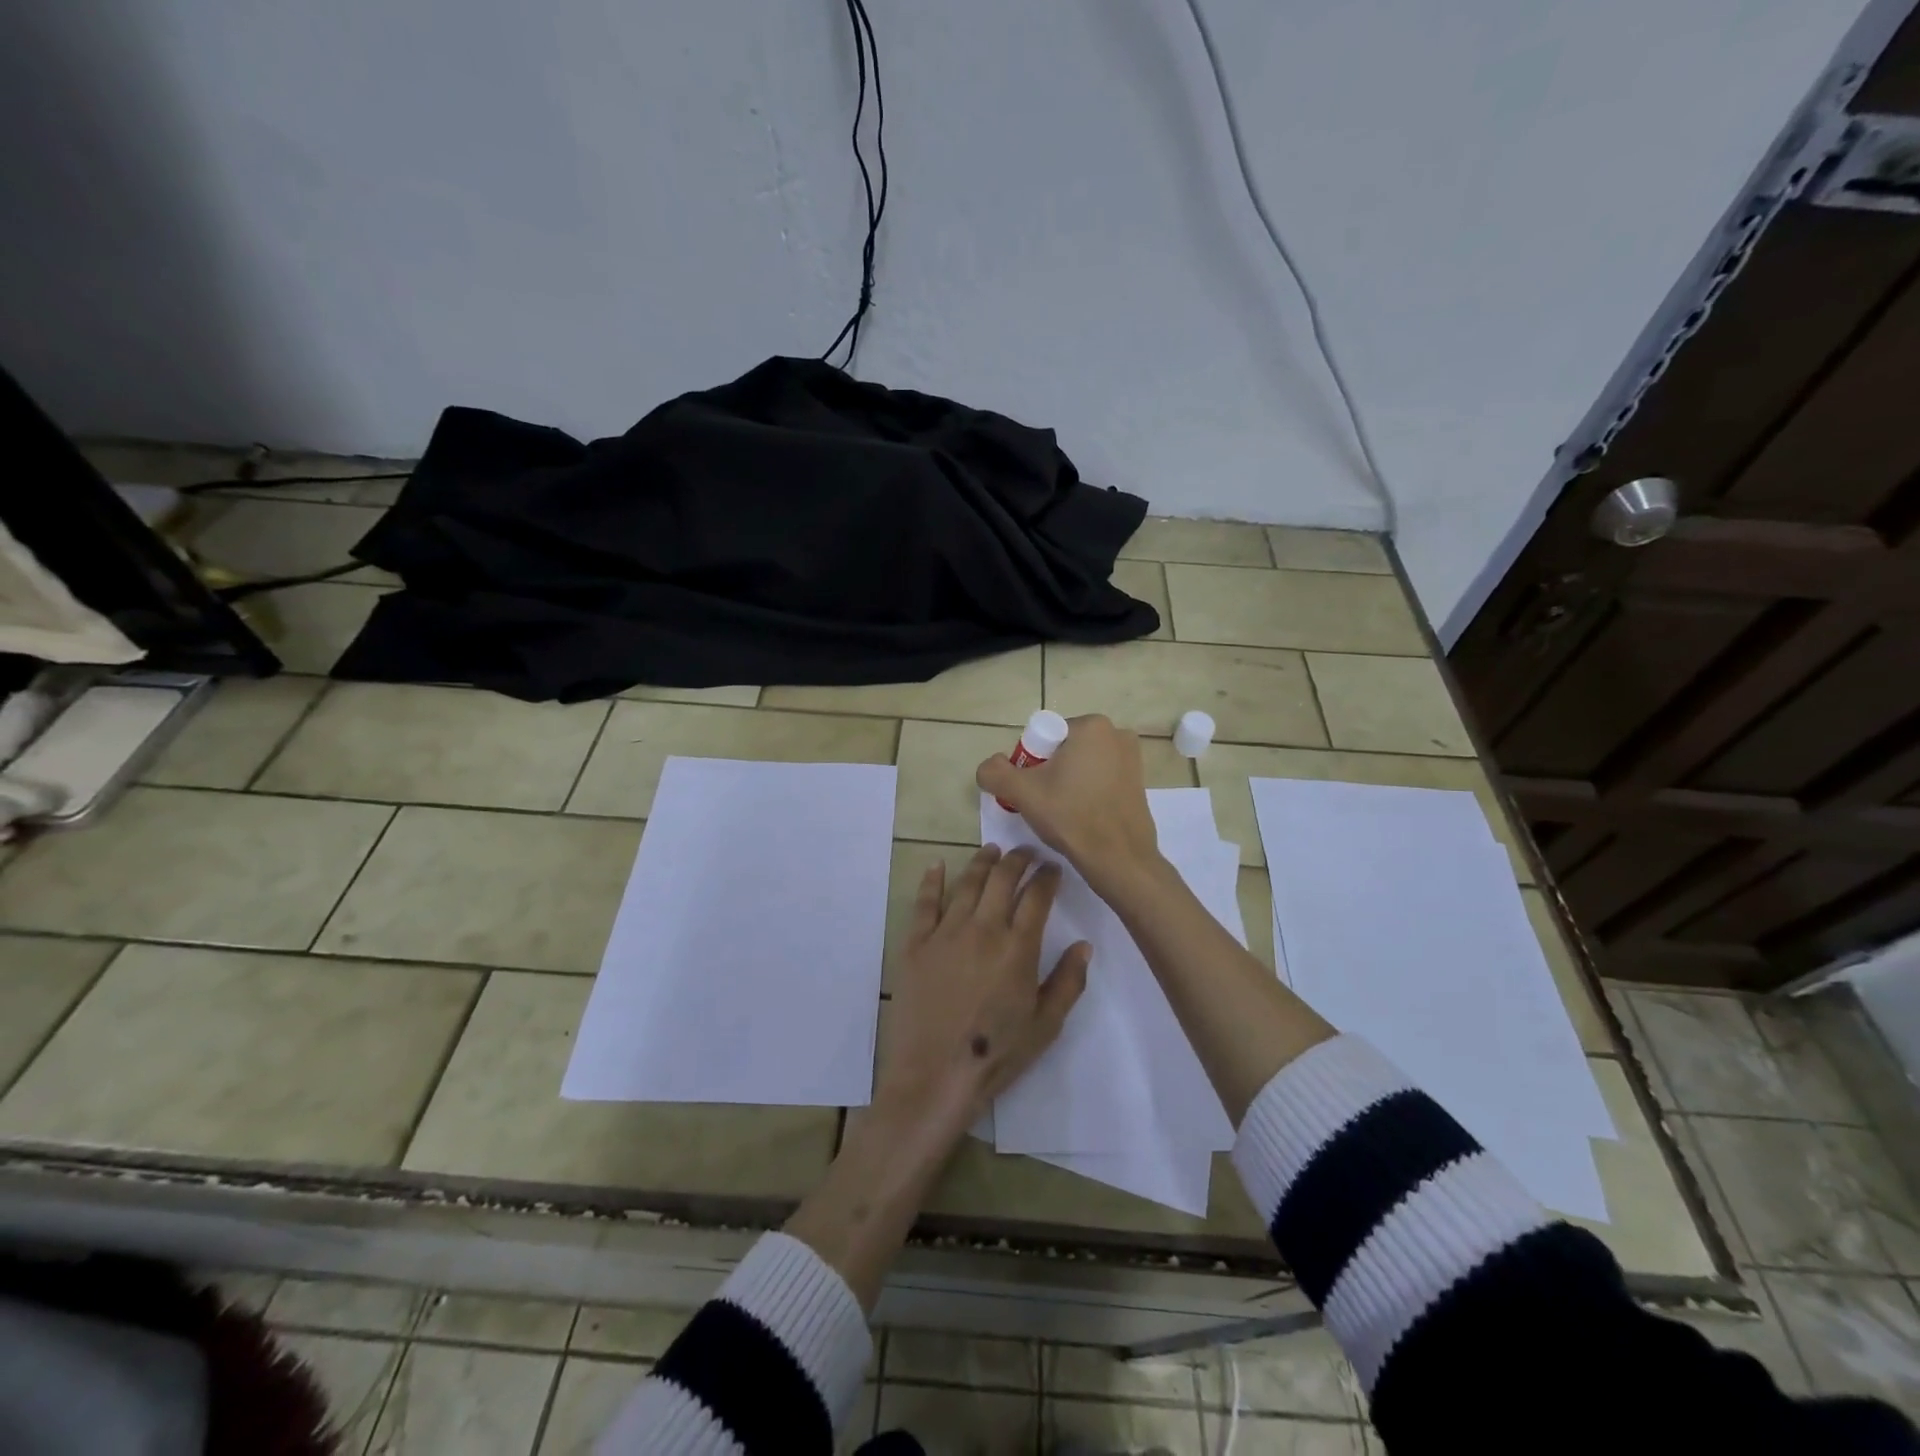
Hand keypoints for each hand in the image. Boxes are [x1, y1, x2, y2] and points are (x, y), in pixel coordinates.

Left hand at [875, 845, 1089, 1145]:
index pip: (1037, 896)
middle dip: (1018, 859)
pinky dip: (932, 880)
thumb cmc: (996, 1054)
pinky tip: (937, 865)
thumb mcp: (1046, 1025)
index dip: (1048, 876)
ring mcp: (946, 932)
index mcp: (1018, 947)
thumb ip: (1068, 981)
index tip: (1053, 867)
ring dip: (982, 862)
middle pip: (1002, 879)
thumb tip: (1083, 944)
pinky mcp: (915, 943)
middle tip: (1026, 852)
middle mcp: (983, 928)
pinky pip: (924, 903)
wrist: (935, 1075)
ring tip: (992, 851)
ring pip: (967, 883)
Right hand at [975, 714, 1161, 894]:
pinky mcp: (1139, 781)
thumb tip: (990, 767)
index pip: (1043, 737)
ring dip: (1066, 783)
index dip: (1030, 763)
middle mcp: (1116, 733)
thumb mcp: (1022, 793)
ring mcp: (1132, 758)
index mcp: (1091, 726)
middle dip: (1048, 773)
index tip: (1031, 790)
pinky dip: (1086, 792)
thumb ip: (995, 772)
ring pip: (1081, 765)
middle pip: (1063, 750)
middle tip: (1043, 803)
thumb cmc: (1071, 816)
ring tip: (1062, 812)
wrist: (1119, 859)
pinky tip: (1081, 816)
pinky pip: (1100, 779)